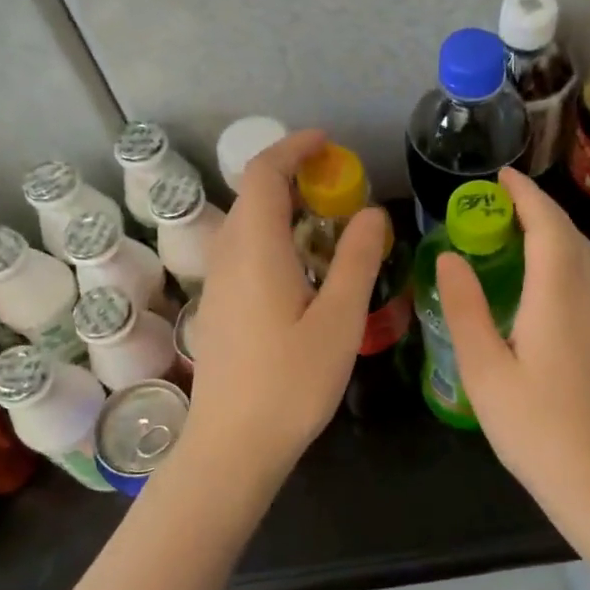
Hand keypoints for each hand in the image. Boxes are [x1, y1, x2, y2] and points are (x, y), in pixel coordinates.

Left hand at [185, 129, 389, 473]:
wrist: (233, 445)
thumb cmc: (291, 383)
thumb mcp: (338, 319)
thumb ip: (356, 259)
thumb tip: (372, 213)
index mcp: (255, 250)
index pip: (262, 174)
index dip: (292, 149)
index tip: (327, 144)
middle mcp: (228, 257)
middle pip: (252, 196)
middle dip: (292, 177)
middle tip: (340, 188)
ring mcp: (218, 284)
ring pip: (246, 226)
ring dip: (283, 210)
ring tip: (328, 225)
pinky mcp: (219, 308)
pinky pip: (244, 253)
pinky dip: (274, 239)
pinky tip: (303, 270)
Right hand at [436, 168, 589, 515]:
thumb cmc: (533, 426)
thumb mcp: (484, 369)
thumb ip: (465, 308)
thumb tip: (450, 258)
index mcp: (557, 296)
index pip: (547, 226)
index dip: (525, 195)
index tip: (501, 176)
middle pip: (570, 234)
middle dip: (539, 208)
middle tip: (502, 202)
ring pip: (587, 254)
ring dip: (558, 231)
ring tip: (523, 229)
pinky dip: (570, 256)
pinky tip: (551, 275)